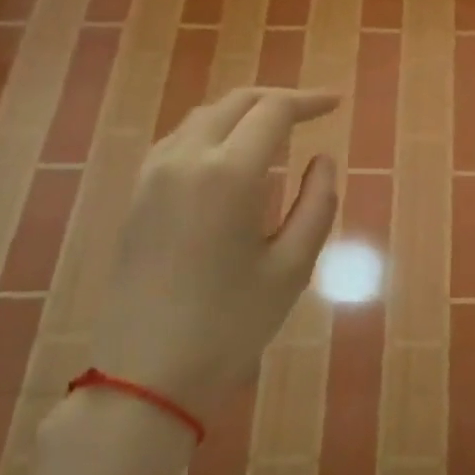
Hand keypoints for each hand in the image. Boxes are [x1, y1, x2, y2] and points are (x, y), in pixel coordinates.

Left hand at [95, 88, 339, 419]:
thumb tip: (323, 160)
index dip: (308, 101)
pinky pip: (179, 140)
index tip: (337, 103)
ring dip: (242, 113)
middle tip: (312, 112)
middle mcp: (185, 159)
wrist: (146, 374)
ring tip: (276, 130)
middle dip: (277, 100)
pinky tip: (229, 156)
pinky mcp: (137, 195)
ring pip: (203, 117)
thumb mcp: (292, 267)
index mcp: (228, 173)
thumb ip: (317, 203)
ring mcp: (153, 175)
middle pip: (235, 103)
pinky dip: (212, 132)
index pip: (273, 111)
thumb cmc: (231, 323)